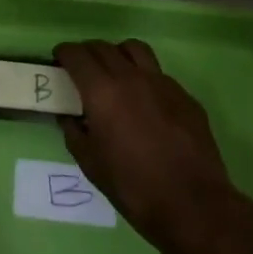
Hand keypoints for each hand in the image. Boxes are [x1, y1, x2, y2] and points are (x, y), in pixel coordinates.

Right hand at [55, 39, 252, 253]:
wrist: (194, 206)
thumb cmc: (134, 188)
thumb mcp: (91, 165)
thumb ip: (74, 133)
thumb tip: (69, 117)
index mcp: (102, 91)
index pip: (77, 55)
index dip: (64, 52)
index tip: (59, 59)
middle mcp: (131, 77)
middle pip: (103, 47)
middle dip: (88, 53)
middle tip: (82, 68)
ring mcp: (162, 82)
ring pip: (134, 49)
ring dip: (118, 54)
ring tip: (115, 72)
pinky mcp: (185, 95)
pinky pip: (158, 74)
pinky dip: (144, 77)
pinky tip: (145, 102)